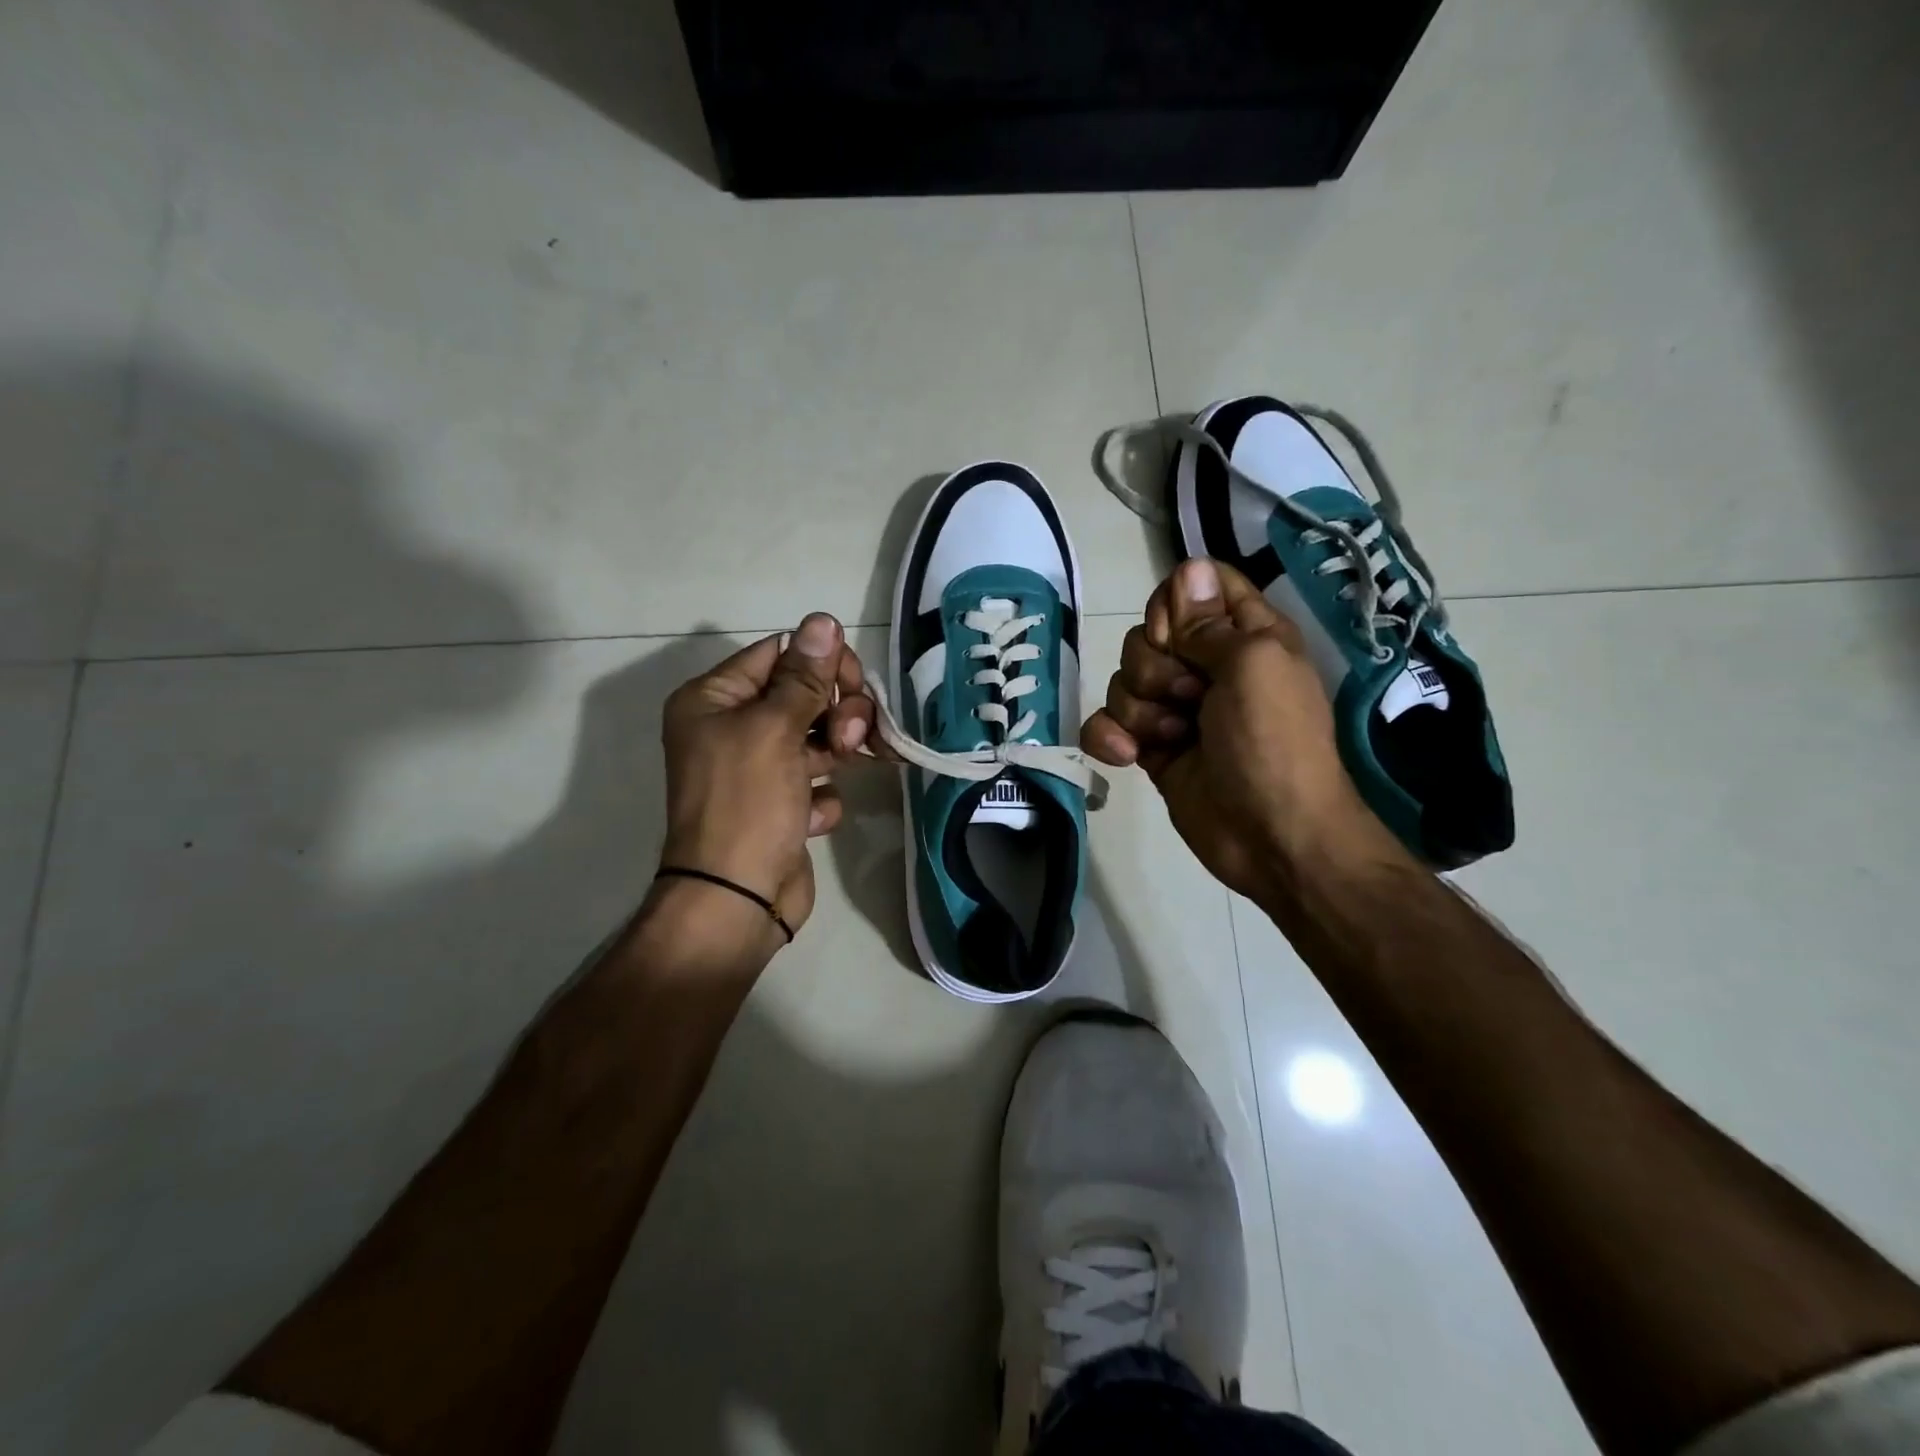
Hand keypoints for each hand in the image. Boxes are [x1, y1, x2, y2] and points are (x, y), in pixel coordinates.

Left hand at [658, 613, 873, 943]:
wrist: (736, 900)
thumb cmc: (746, 804)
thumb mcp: (774, 730)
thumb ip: (804, 676)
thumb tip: (822, 620)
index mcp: (714, 700)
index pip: (778, 654)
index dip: (820, 662)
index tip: (853, 680)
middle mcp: (731, 728)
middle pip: (802, 693)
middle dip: (836, 707)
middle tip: (852, 733)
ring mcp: (757, 769)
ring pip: (815, 735)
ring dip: (838, 746)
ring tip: (846, 765)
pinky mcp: (780, 805)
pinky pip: (815, 780)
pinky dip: (823, 794)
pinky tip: (814, 815)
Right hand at [1080, 558, 1385, 903]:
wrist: (1271, 836)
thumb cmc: (1273, 743)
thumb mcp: (1253, 665)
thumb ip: (1210, 621)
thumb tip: (1189, 565)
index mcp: (1245, 635)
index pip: (1196, 586)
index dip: (1175, 605)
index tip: (1180, 636)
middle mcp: (1208, 665)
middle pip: (1148, 634)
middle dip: (1154, 667)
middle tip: (1188, 698)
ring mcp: (1176, 709)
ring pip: (1123, 680)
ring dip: (1139, 709)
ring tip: (1173, 737)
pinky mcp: (1151, 747)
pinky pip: (1107, 723)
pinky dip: (1110, 738)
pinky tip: (1129, 757)